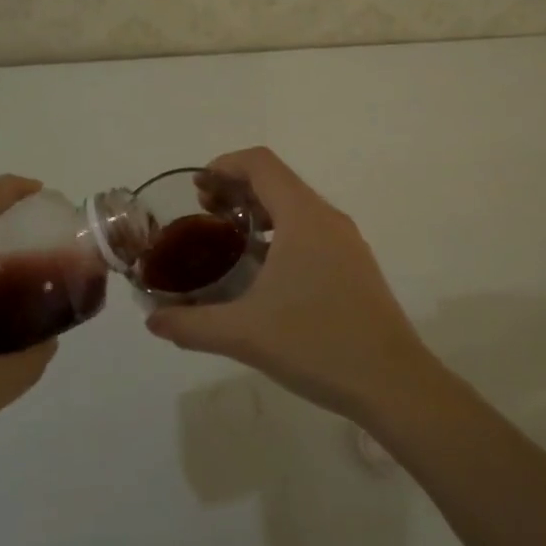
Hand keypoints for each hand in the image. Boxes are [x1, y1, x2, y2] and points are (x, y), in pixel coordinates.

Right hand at [146, 147, 434, 419]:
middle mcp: (327, 217)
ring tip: (228, 238)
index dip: (225, 165)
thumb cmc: (317, 343)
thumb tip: (152, 321)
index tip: (197, 187)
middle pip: (277, 181)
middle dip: (237, 188)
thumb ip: (192, 325)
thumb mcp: (244, 334)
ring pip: (296, 206)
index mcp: (303, 216)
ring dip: (259, 211)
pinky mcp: (354, 264)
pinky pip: (311, 230)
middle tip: (203, 212)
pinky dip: (280, 232)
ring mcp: (346, 241)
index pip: (261, 164)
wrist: (392, 381)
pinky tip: (263, 271)